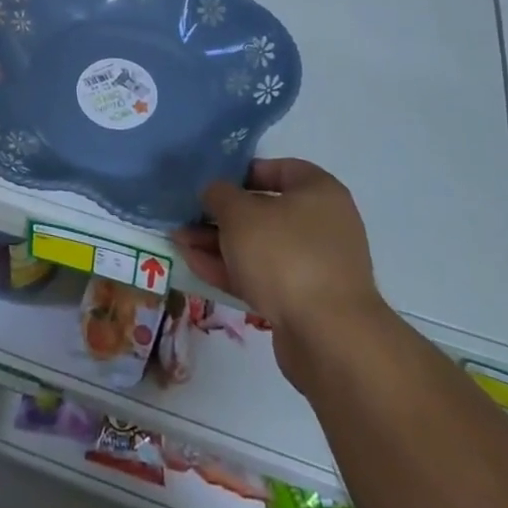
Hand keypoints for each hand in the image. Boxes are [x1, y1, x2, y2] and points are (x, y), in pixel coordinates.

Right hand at [173, 159, 386, 375]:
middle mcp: (321, 224)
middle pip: (263, 211)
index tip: (211, 183)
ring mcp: (314, 265)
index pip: (277, 169)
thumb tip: (214, 192)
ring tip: (179, 241)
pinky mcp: (303, 300)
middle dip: (220, 215)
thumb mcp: (240, 213)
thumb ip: (219, 194)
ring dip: (219, 243)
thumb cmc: (285, 255)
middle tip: (186, 216)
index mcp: (318, 192)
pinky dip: (231, 269)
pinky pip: (262, 275)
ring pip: (258, 246)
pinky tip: (194, 265)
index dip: (241, 173)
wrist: (328, 338)